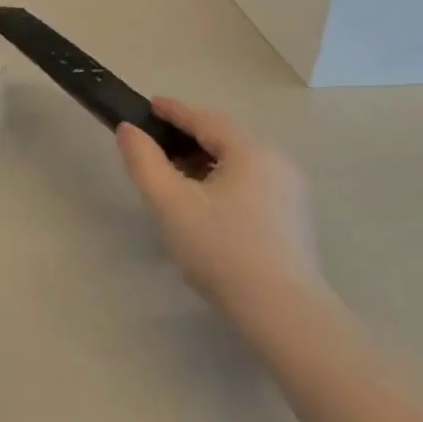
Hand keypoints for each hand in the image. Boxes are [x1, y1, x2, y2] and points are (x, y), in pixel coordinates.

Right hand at [116, 99, 322, 323]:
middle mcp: (277, 163)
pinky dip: (224, 182)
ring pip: (239, 164)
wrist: (284, 316)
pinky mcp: (294, 220)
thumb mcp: (171, 204)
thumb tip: (128, 130)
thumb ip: (145, 162)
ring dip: (206, 163)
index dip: (174, 111)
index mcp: (251, 151)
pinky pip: (252, 184)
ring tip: (176, 178)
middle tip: (157, 147)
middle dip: (189, 139)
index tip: (149, 105)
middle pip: (225, 139)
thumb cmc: (223, 251)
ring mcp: (291, 192)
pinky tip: (206, 206)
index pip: (205, 120)